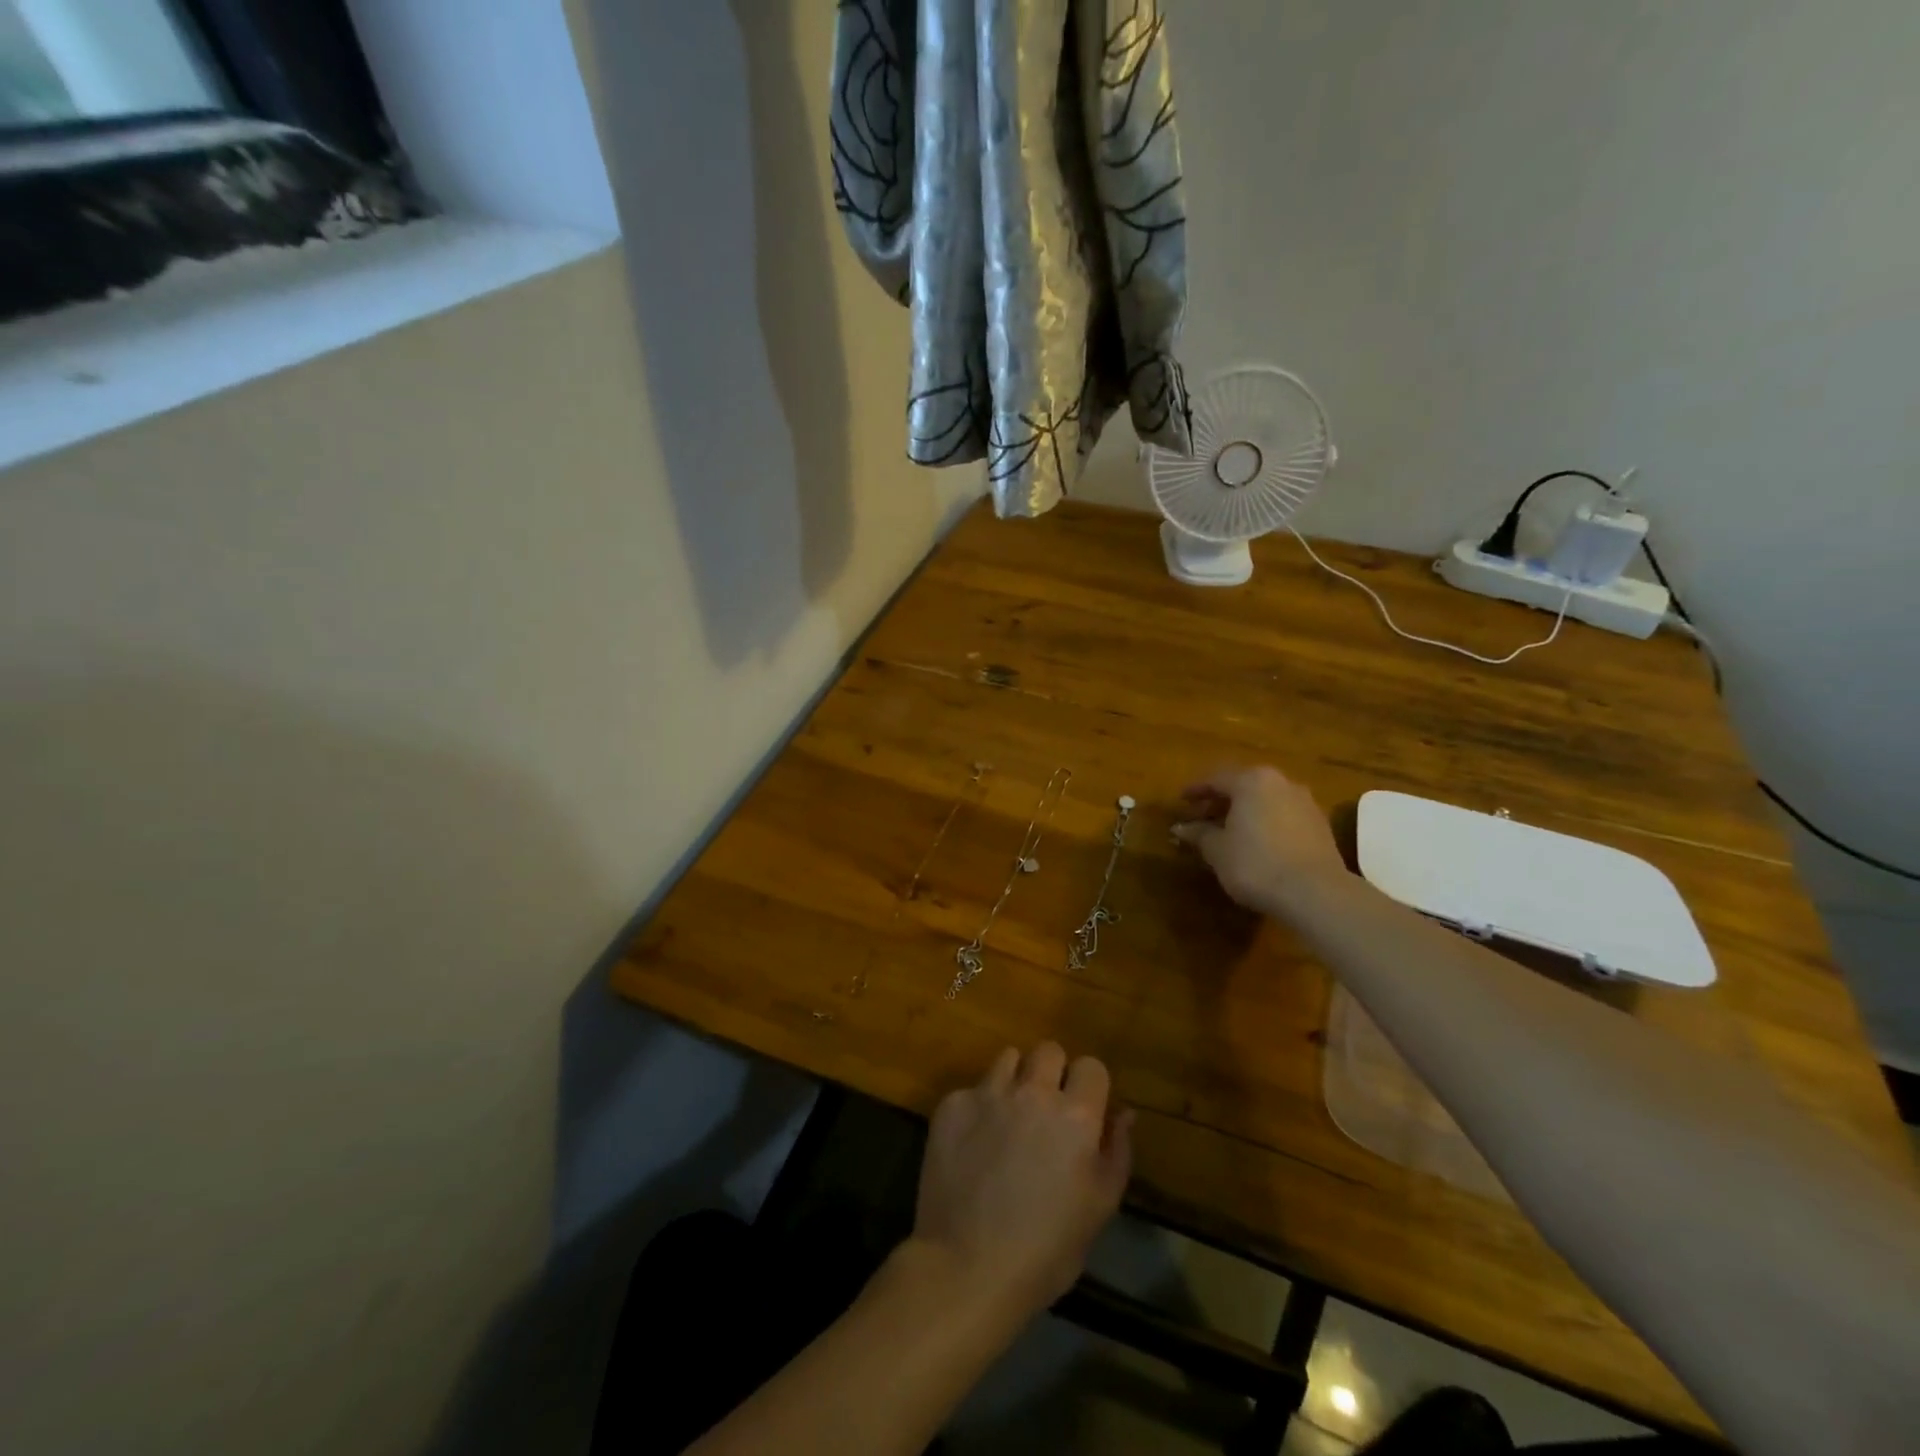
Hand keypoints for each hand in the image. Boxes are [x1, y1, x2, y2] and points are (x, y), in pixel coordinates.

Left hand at [909, 1043, 1132, 1322]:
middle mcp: (1032, 1092)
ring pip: (1008, 1058)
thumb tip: (1124, 1112)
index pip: (1091, 1066)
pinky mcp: (952, 1104)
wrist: (966, 1268)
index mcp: (1075, 1115)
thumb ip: (1116, 1152)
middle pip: (1049, 1050)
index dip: (1089, 1087)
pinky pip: (973, 1089)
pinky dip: (979, 1108)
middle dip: (1052, 1073)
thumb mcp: (1099, 1208)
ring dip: (1014, 1080)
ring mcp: (988, 1094)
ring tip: (1009, 1118)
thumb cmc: (1045, 1250)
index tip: (1084, 1111)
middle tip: (1046, 1112)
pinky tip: (974, 1144)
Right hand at [1172, 765, 1349, 917]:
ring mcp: (1305, 803)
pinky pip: (1283, 816)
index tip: (1181, 801)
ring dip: (1245, 813)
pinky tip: (1257, 844)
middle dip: (1221, 801)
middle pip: (1243, 786)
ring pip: (1266, 801)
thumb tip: (1181, 828)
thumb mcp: (1217, 850)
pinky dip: (1266, 824)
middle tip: (1201, 817)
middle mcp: (1281, 783)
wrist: (1315, 892)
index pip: (1216, 779)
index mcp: (1251, 781)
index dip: (1196, 790)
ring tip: (1228, 832)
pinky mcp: (1320, 826)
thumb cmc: (1255, 864)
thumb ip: (1199, 834)